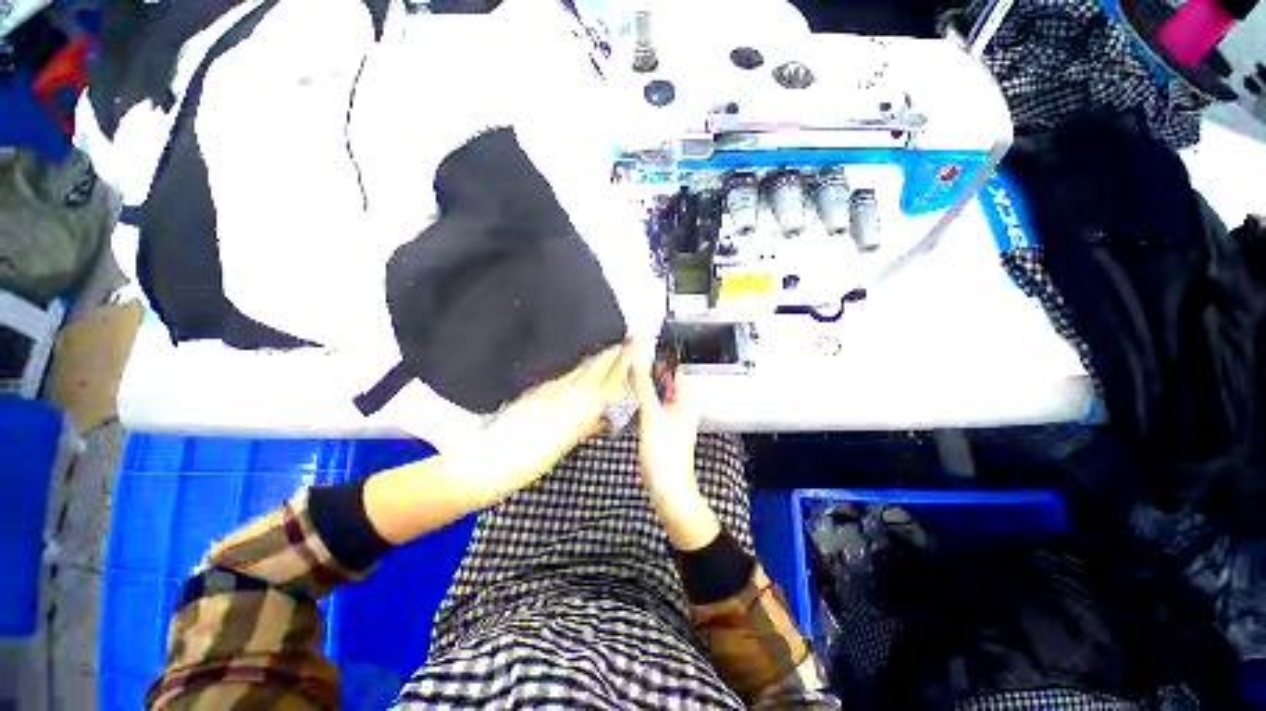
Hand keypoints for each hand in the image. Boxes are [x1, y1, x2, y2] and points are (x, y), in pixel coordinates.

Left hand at [447, 341, 636, 507]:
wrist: (491, 457)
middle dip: (616, 351)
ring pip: (582, 366)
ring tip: (612, 344)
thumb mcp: (565, 445)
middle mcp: (570, 393)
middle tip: (631, 338)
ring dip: (599, 354)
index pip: (611, 381)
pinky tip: (581, 360)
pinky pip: (565, 371)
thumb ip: (587, 427)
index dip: (626, 364)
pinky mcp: (538, 386)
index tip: (636, 349)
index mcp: (582, 411)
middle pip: (598, 367)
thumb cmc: (530, 461)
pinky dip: (578, 364)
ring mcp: (553, 387)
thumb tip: (603, 416)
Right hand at [631, 357, 719, 550]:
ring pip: (657, 393)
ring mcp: (670, 417)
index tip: (643, 347)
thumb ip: (644, 388)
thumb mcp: (652, 416)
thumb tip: (638, 363)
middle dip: (649, 369)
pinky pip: (652, 406)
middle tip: (629, 358)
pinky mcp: (661, 427)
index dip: (660, 357)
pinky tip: (629, 397)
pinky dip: (642, 399)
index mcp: (684, 400)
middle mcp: (680, 406)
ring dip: (645, 383)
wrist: (667, 488)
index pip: (675, 369)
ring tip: (626, 373)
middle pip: (665, 380)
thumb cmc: (666, 455)